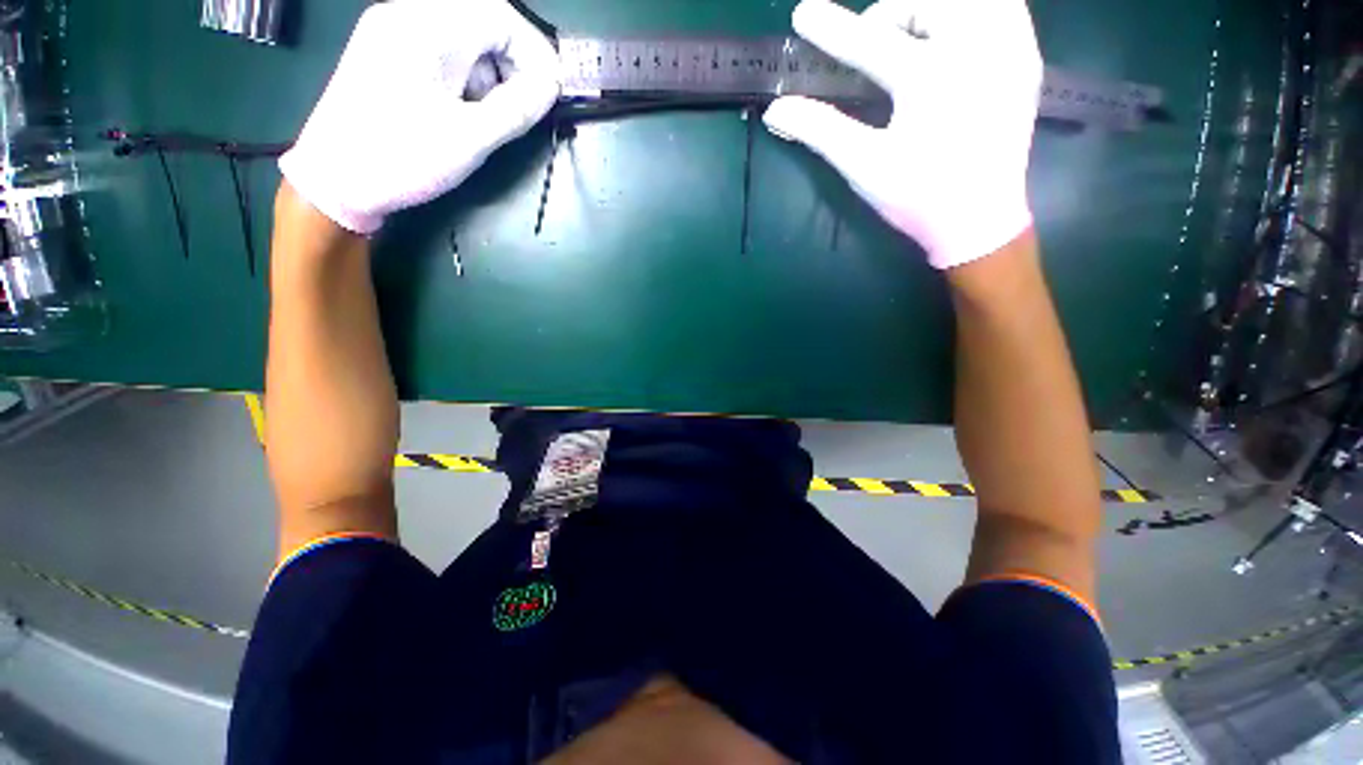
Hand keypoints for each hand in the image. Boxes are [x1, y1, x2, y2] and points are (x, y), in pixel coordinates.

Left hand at [280, 0, 560, 235]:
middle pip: (482, 22)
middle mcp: (407, 14)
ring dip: (490, 74)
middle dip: (513, 65)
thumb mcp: (470, 139)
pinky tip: (463, 109)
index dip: (535, 53)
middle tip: (523, 109)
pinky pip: (443, 50)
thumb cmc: (401, 158)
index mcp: (426, 27)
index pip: (501, 17)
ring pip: (464, 37)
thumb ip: (517, 108)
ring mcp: (393, 30)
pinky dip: (466, 77)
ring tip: (489, 117)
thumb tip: (551, 87)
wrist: (333, 180)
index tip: (551, 94)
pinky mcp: (388, 51)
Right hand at [763, 0, 1041, 268]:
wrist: (980, 221)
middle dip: (889, 13)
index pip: (868, 41)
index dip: (830, 28)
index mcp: (930, 78)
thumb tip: (776, 111)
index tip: (802, 13)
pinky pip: (1005, 6)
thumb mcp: (864, 166)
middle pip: (924, 3)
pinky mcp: (1026, 59)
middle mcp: (975, 48)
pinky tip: (955, 30)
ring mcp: (1009, 49)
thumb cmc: (918, 198)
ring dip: (931, 7)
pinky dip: (973, 8)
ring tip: (910, 34)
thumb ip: (820, 130)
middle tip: (869, 42)